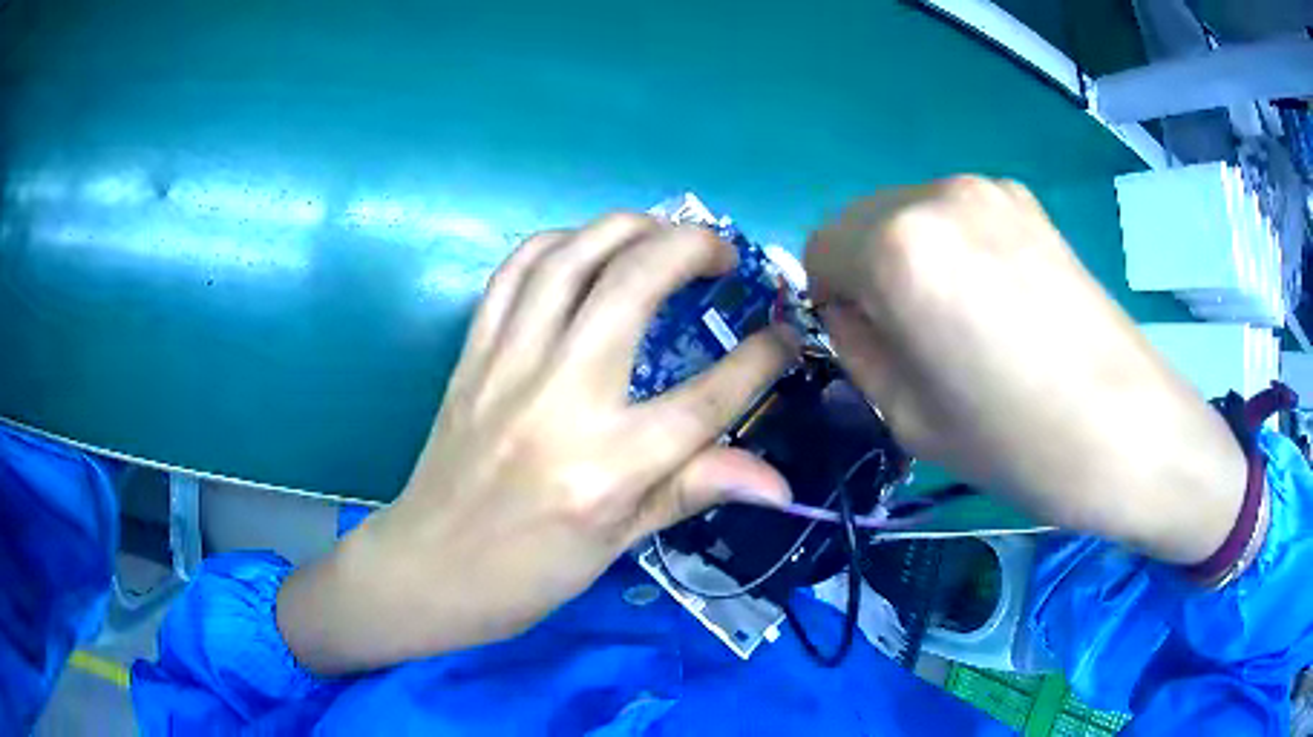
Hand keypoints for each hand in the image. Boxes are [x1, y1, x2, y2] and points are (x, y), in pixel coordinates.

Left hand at [279, 213, 796, 674]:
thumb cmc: (529, 573)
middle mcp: (561, 400)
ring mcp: (508, 366)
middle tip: (723, 253)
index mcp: (608, 467)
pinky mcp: (472, 354)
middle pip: (635, 285)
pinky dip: (557, 243)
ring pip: (570, 258)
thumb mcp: (620, 545)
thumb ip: (695, 490)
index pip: (708, 398)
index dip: (761, 358)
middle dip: (692, 248)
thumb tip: (780, 482)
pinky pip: (513, 273)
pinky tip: (584, 248)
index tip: (786, 334)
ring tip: (662, 233)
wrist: (429, 568)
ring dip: (626, 227)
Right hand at [804, 177, 1245, 563]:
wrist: (1128, 429)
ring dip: (911, 258)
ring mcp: (988, 189)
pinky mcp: (1026, 200)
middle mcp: (936, 195)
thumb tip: (848, 313)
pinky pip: (957, 214)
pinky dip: (954, 247)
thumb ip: (858, 350)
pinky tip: (999, 298)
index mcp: (898, 248)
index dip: (831, 300)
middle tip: (913, 336)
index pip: (818, 250)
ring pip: (909, 214)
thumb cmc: (1015, 441)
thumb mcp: (907, 417)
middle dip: (867, 272)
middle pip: (861, 222)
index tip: (866, 343)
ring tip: (964, 318)